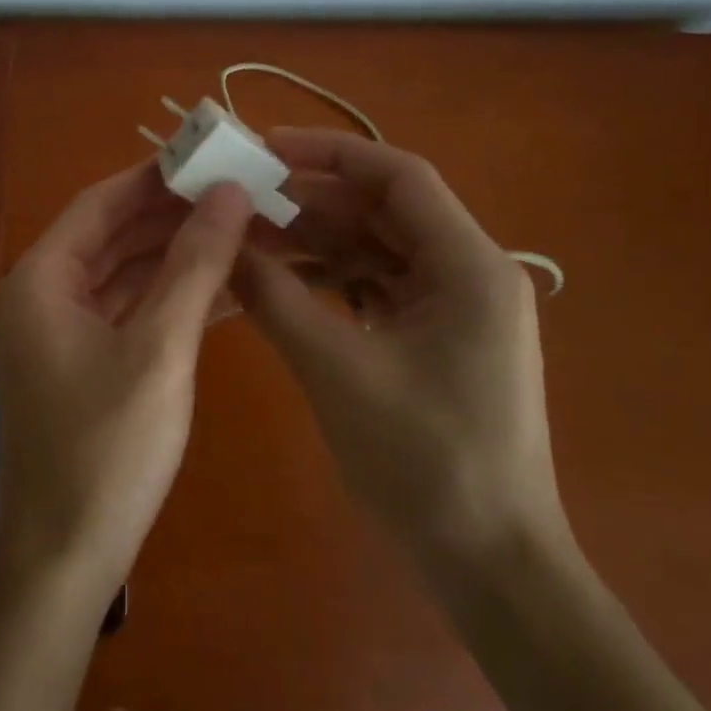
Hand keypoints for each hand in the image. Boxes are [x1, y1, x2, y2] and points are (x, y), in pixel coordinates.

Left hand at [0, 165, 252, 602]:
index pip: (101, 204)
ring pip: (125, 273)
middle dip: (174, 215)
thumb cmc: (107, 450)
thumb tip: (228, 194)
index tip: (211, 156)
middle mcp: (42, 294)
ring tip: (244, 229)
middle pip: (113, 235)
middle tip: (239, 191)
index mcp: (41, 279)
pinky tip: (226, 286)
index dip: (155, 177)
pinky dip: (170, 297)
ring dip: (178, 256)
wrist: (67, 556)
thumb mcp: (159, 349)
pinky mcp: (83, 361)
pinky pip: (129, 311)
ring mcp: (61, 330)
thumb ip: (194, 267)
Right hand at [235, 130, 566, 571]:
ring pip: (377, 249)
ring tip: (249, 237)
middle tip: (241, 198)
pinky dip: (331, 280)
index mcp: (468, 266)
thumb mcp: (336, 369)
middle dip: (311, 200)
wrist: (487, 562)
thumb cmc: (423, 460)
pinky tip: (282, 281)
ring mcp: (456, 308)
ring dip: (316, 241)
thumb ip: (276, 297)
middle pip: (384, 211)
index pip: (398, 177)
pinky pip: (378, 287)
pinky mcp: (438, 338)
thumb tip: (223, 243)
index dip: (330, 153)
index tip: (265, 148)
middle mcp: (470, 273)